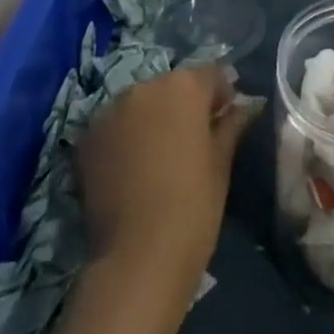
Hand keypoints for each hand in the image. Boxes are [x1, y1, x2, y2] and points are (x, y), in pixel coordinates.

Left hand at [16, 68, 260, 333]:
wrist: (136, 259)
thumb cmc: (193, 207)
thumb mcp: (221, 164)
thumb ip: (231, 125)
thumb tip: (246, 106)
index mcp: (185, 86)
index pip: (211, 74)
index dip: (221, 96)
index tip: (224, 121)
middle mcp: (145, 86)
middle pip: (172, 86)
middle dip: (183, 106)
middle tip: (191, 143)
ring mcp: (111, 110)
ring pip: (140, 104)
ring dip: (151, 119)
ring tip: (157, 159)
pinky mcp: (87, 138)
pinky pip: (113, 126)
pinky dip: (123, 138)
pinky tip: (130, 170)